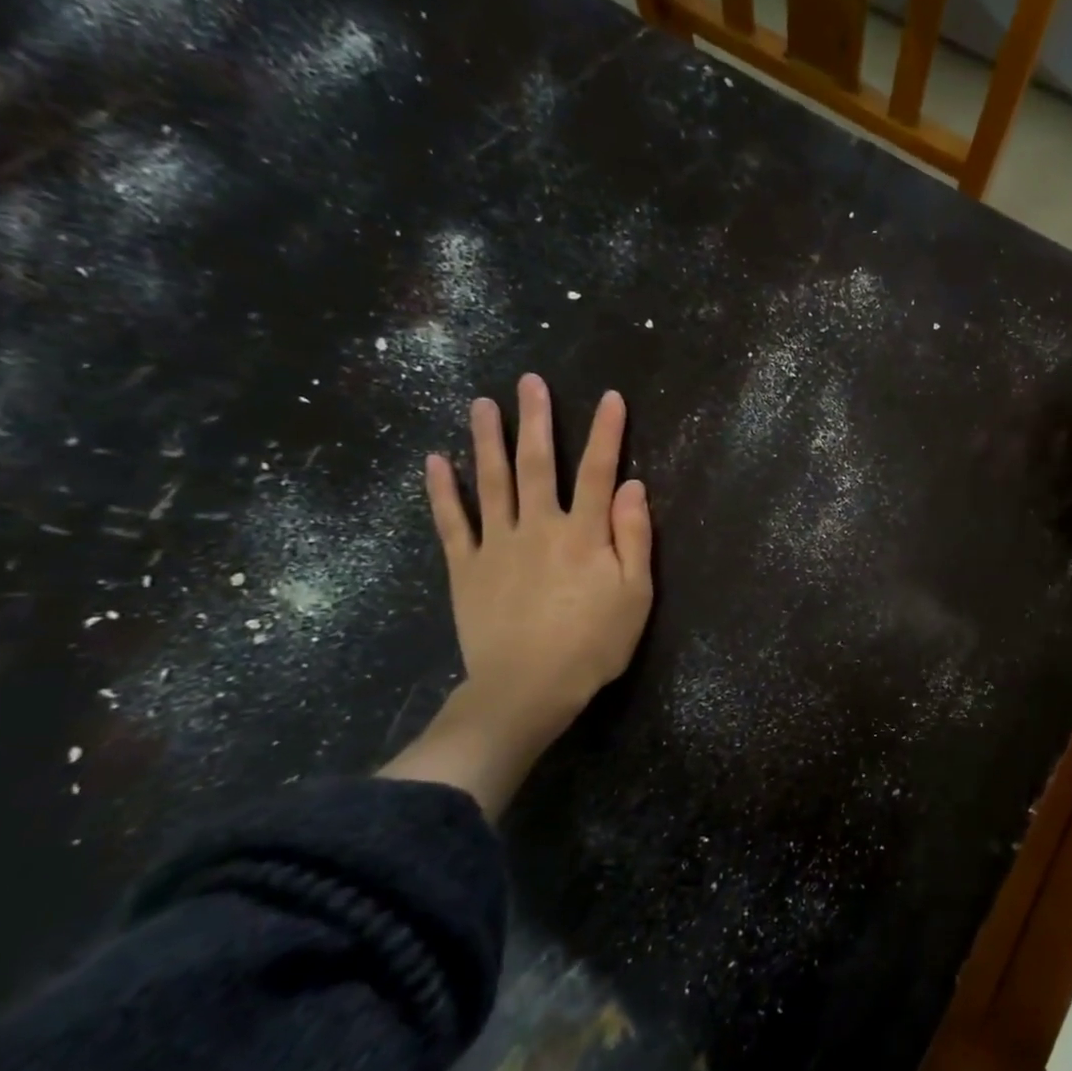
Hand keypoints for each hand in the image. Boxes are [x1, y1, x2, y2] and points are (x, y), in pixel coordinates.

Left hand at [423, 375, 652, 771]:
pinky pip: (452, 522)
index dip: (607, 434)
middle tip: (530, 382)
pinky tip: (436, 461)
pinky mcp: (465, 567)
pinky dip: (443, 490)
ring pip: (490, 482)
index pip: (598, 473)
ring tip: (482, 404)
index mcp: (584, 535)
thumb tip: (633, 486)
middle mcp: (538, 527)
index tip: (611, 399)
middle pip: (537, 464)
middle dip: (536, 421)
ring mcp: (496, 545)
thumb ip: (634, 538)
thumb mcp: (635, 595)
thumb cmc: (593, 644)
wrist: (527, 688)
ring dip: (486, 440)